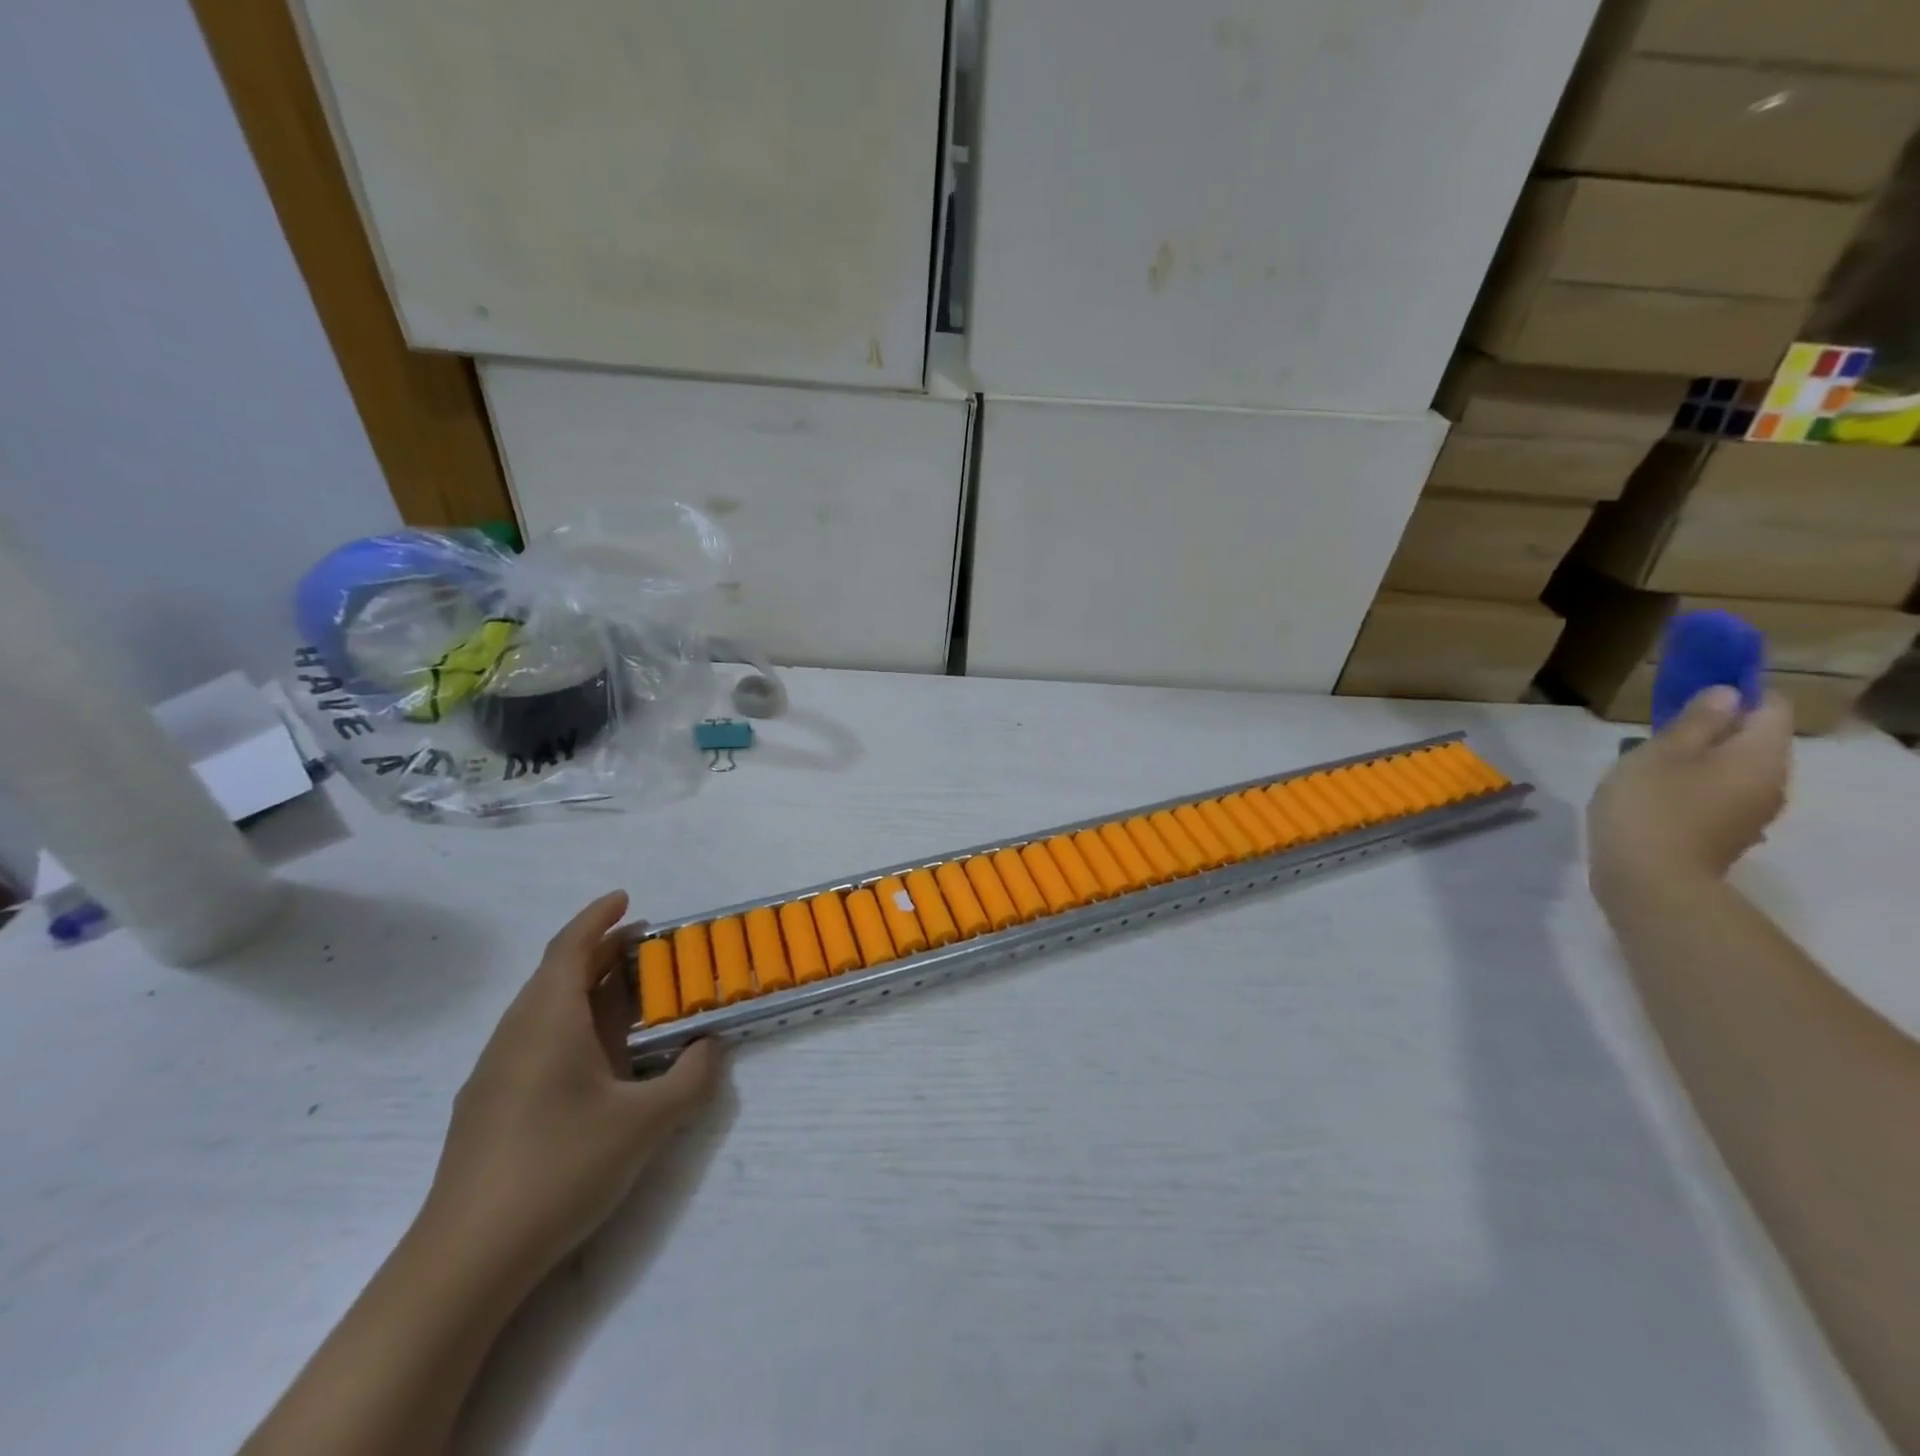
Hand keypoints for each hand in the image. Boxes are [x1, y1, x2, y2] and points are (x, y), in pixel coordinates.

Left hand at [418, 892, 721, 1287]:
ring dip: (583, 989)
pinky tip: (594, 1058)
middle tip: (644, 946)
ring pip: (541, 1010)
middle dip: (599, 952)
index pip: (569, 949)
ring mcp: (495, 1074)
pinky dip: (569, 1025)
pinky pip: (534, 1041)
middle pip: (555, 975)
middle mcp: (515, 1036)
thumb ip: (690, 1078)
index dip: (597, 918)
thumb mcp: (646, 1123)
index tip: (626, 898)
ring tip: (627, 995)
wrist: (464, 1261)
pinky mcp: (488, 1108)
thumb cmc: (559, 1169)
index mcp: (547, 1022)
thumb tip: (711, 1047)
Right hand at [1588, 687, 1793, 902]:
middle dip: (1715, 729)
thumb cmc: (1651, 807)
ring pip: (1735, 770)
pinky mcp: (1728, 834)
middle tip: (1661, 729)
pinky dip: (1695, 786)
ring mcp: (1753, 813)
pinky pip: (1720, 795)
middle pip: (1755, 740)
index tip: (1692, 692)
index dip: (1736, 692)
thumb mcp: (1660, 753)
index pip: (1769, 706)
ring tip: (1651, 763)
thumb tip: (1726, 694)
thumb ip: (1695, 721)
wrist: (1649, 881)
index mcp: (1759, 755)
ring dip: (1702, 760)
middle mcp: (1771, 781)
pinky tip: (1657, 794)